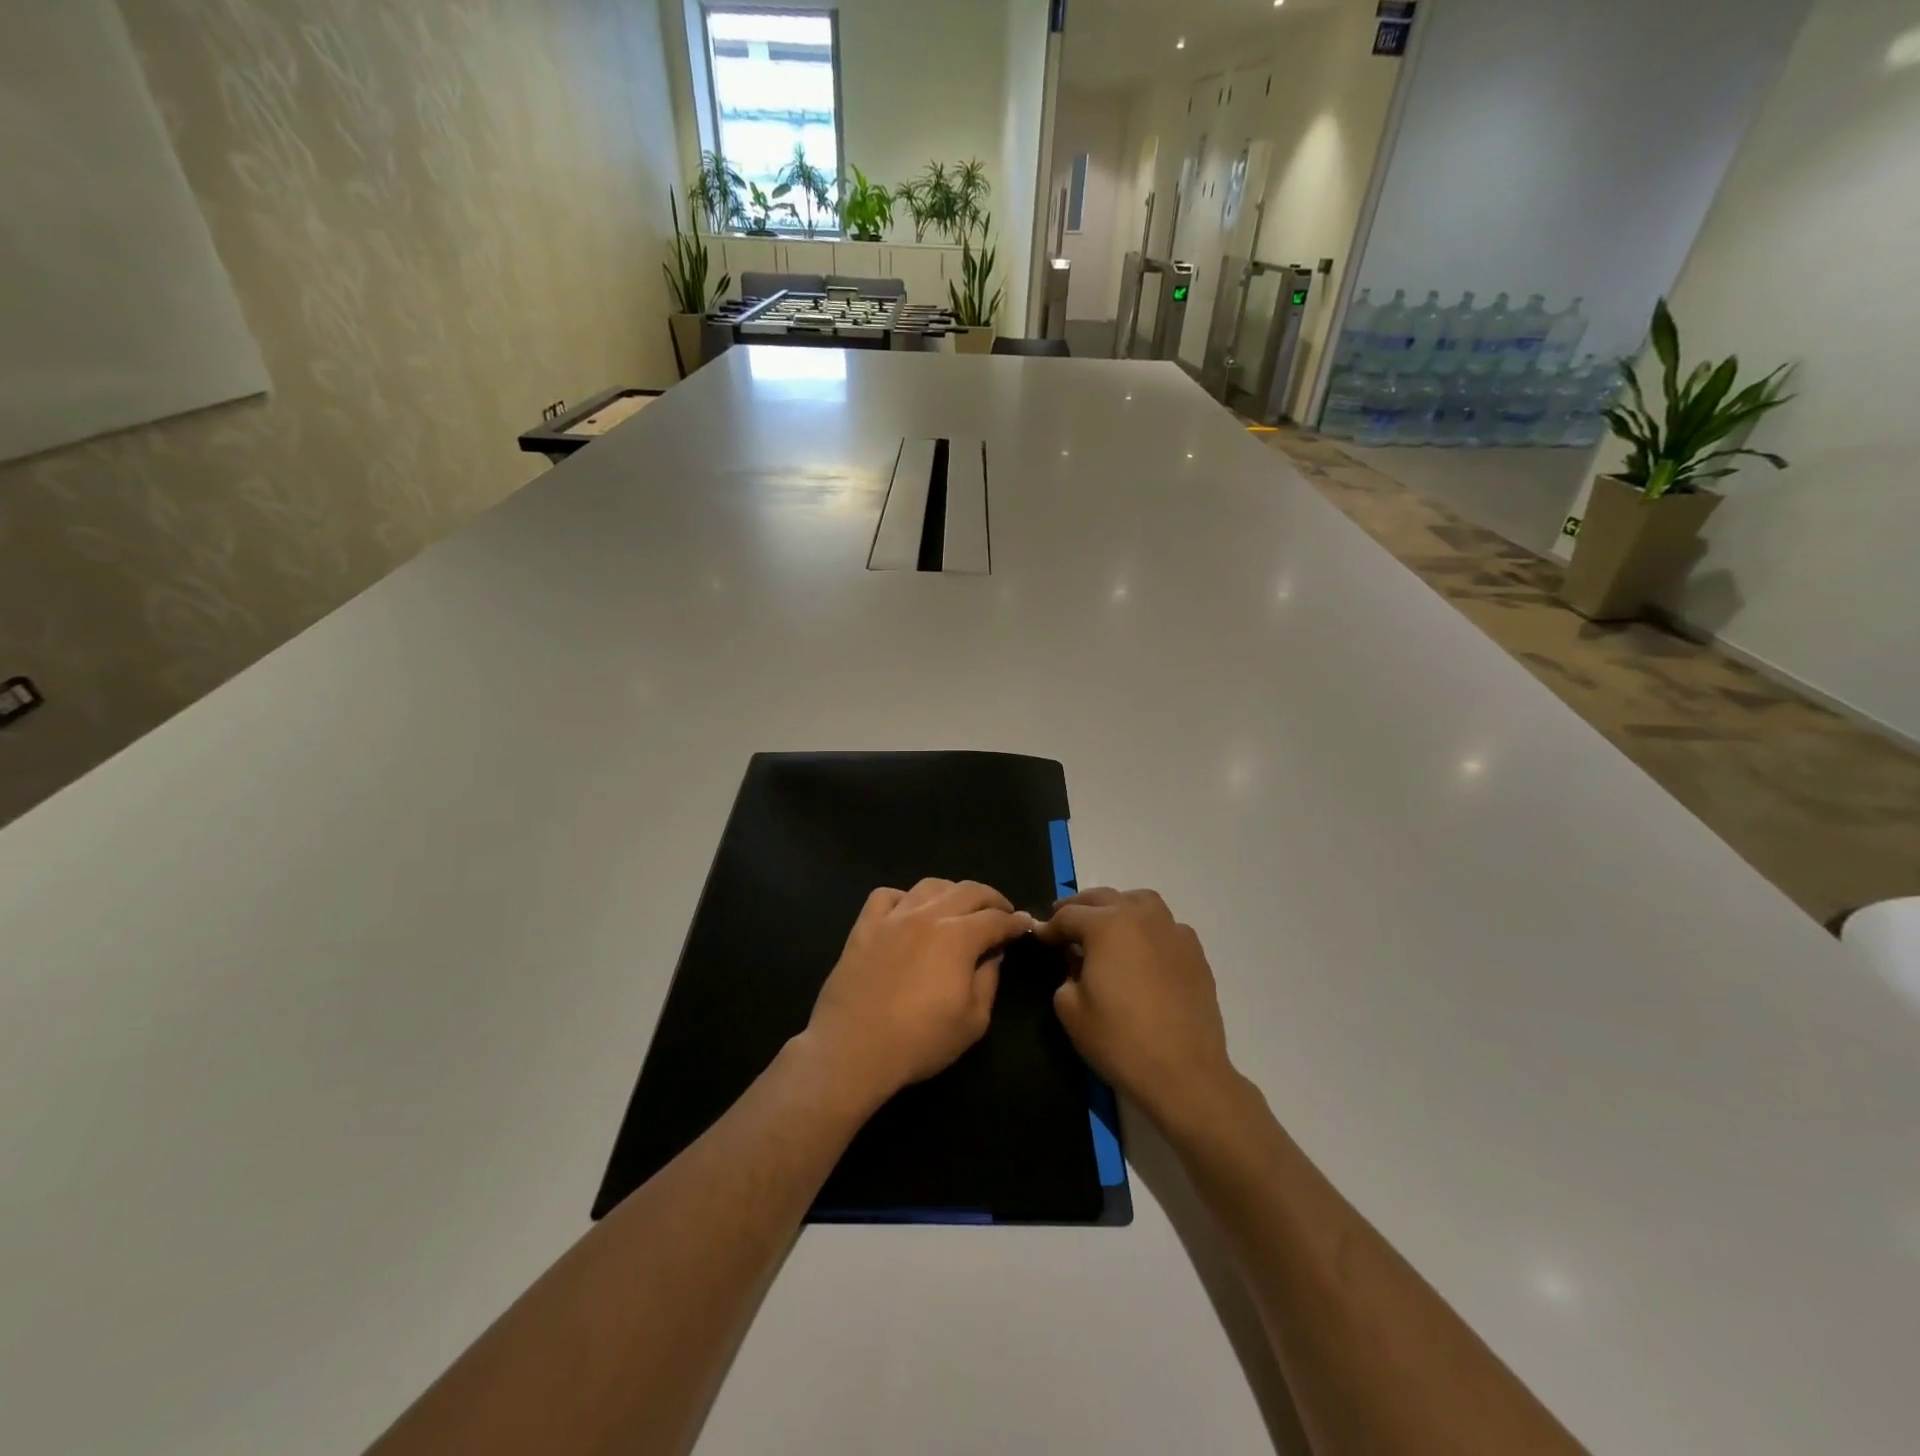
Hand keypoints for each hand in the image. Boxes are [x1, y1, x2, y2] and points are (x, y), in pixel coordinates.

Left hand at [805, 879, 1032, 1110]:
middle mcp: (928, 916)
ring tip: (959, 907)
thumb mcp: (973, 1021)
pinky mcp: (864, 926)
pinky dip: (904, 897)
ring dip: (952, 891)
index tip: (1025, 924)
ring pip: (929, 885)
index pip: (996, 919)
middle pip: (968, 890)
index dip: (1015, 921)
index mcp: (958, 937)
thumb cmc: (919, 1040)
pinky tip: (908, 912)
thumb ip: (988, 980)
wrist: (853, 1049)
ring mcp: (892, 917)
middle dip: (991, 898)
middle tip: (1001, 912)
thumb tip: (993, 955)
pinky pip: (886, 896)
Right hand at [1037, 888, 1241, 1133]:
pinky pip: (1165, 926)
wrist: (1184, 1073)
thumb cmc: (1120, 1040)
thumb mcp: (1071, 1009)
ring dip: (1117, 907)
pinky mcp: (1195, 952)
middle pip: (1103, 898)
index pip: (1068, 915)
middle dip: (1079, 909)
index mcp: (1107, 925)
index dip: (1049, 927)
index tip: (1039, 937)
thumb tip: (1074, 961)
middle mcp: (1141, 916)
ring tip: (1106, 926)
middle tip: (1063, 924)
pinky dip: (1147, 929)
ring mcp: (1173, 931)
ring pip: (1140, 902)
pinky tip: (1142, 951)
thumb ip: (1065, 974)